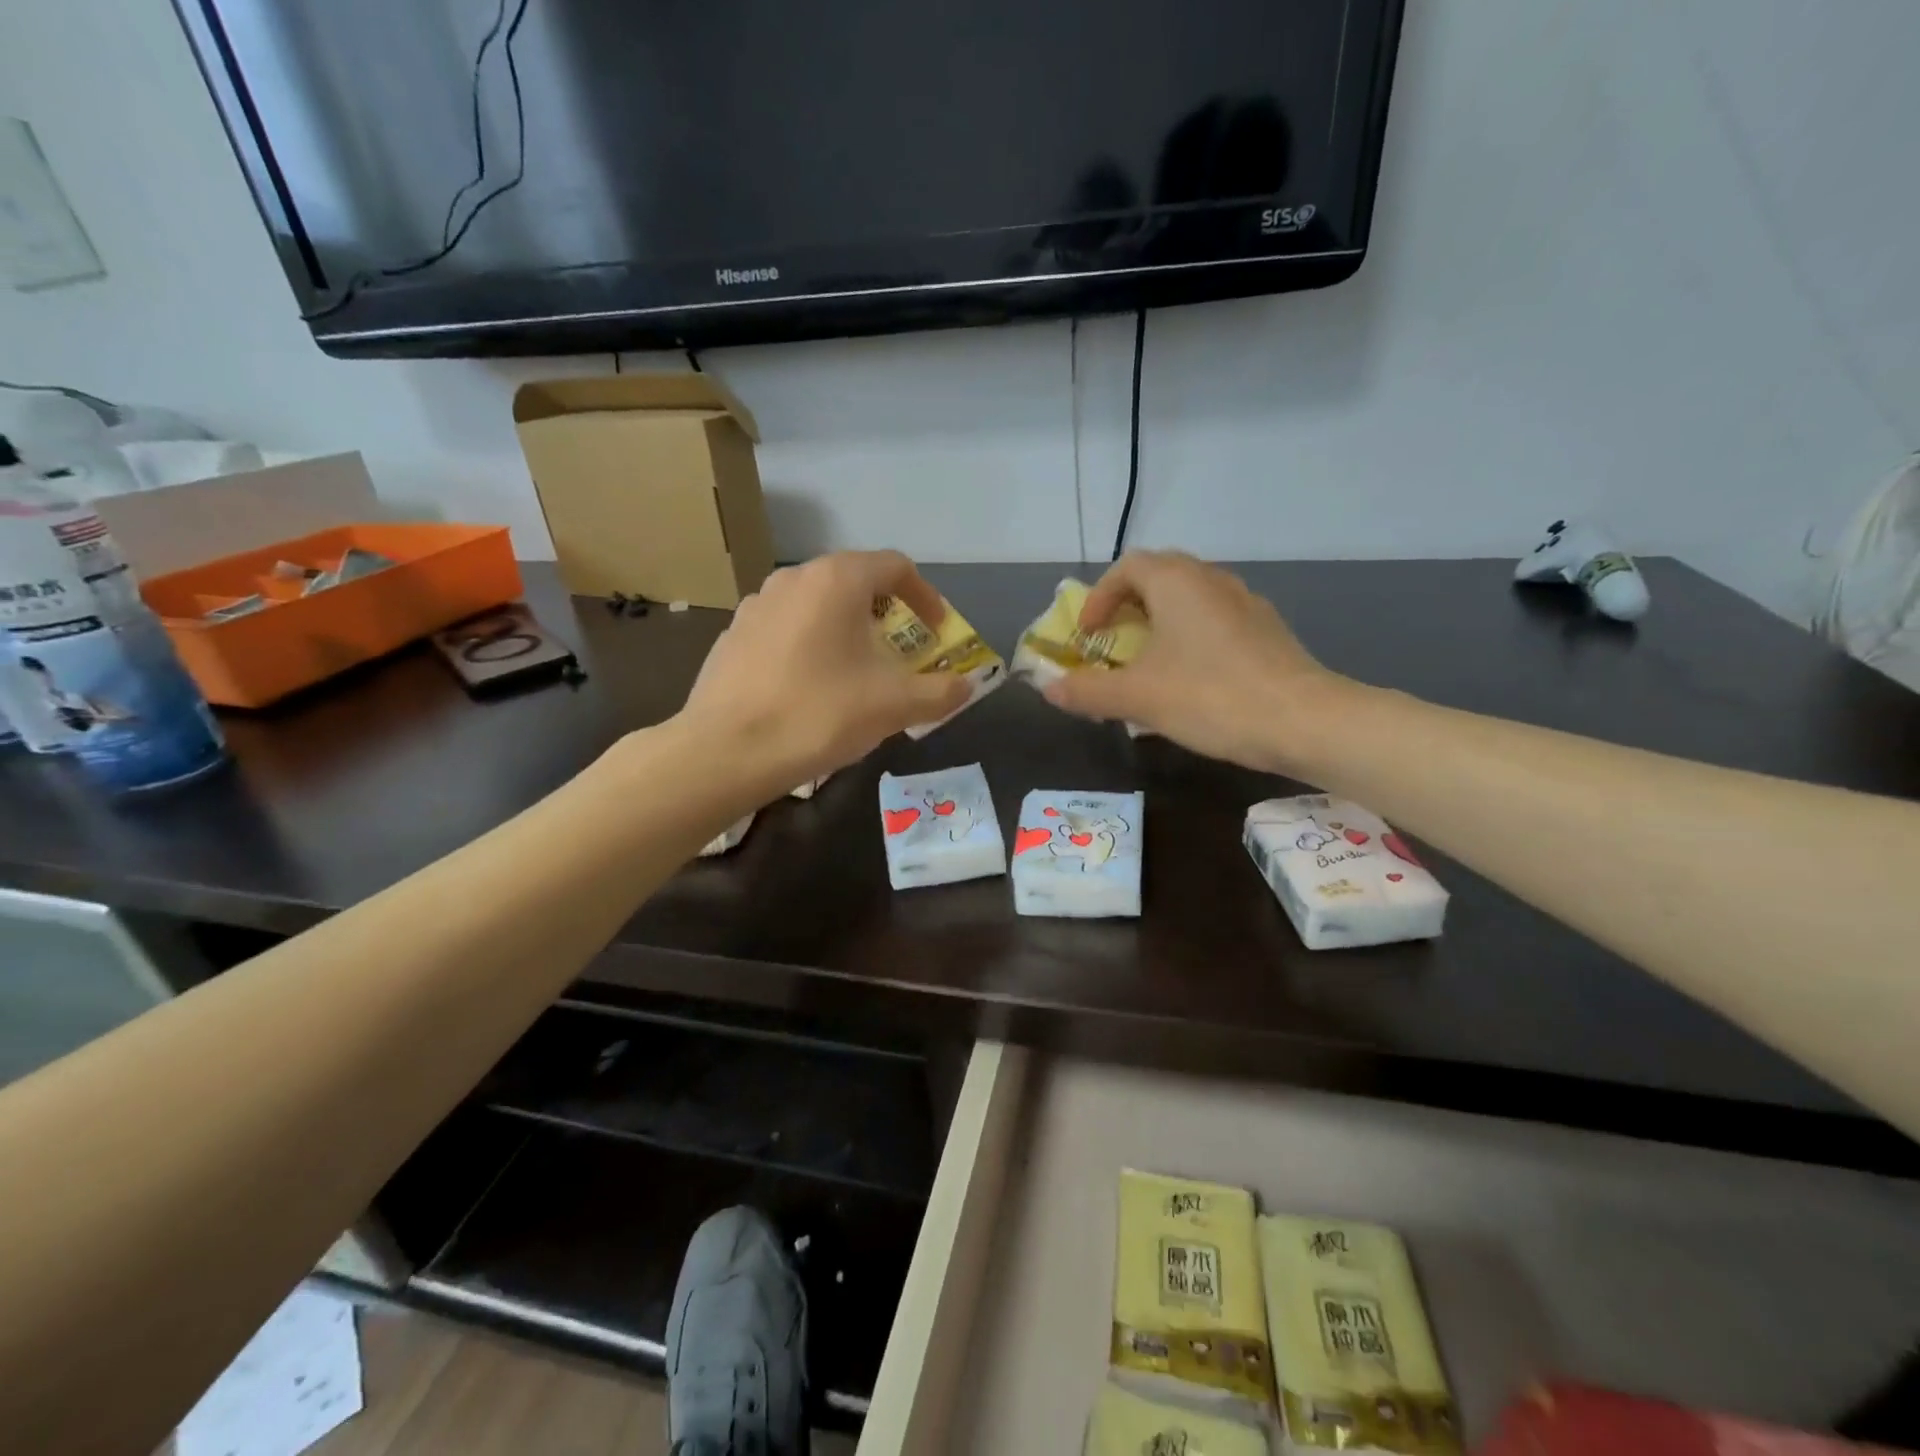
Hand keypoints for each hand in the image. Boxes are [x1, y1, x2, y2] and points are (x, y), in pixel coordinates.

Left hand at [678, 551, 969, 792]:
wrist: (725, 751)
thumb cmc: (818, 714)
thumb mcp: (893, 706)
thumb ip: (940, 692)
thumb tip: (967, 686)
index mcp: (836, 580)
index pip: (895, 566)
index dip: (926, 596)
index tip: (937, 631)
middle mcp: (794, 578)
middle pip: (855, 581)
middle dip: (887, 613)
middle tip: (901, 651)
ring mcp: (756, 605)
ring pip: (817, 604)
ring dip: (847, 628)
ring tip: (856, 669)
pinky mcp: (733, 635)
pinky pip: (787, 627)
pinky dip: (812, 643)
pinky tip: (810, 685)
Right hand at [1043, 551, 1346, 774]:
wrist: (1305, 721)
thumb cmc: (1210, 697)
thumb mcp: (1137, 697)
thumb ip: (1087, 690)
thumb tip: (1048, 688)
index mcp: (1177, 582)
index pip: (1127, 567)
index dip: (1099, 598)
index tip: (1089, 635)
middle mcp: (1212, 580)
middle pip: (1159, 578)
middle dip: (1128, 608)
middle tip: (1113, 644)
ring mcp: (1245, 603)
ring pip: (1189, 601)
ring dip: (1159, 625)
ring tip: (1147, 666)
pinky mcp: (1266, 631)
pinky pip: (1214, 623)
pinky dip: (1189, 640)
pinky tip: (1190, 682)